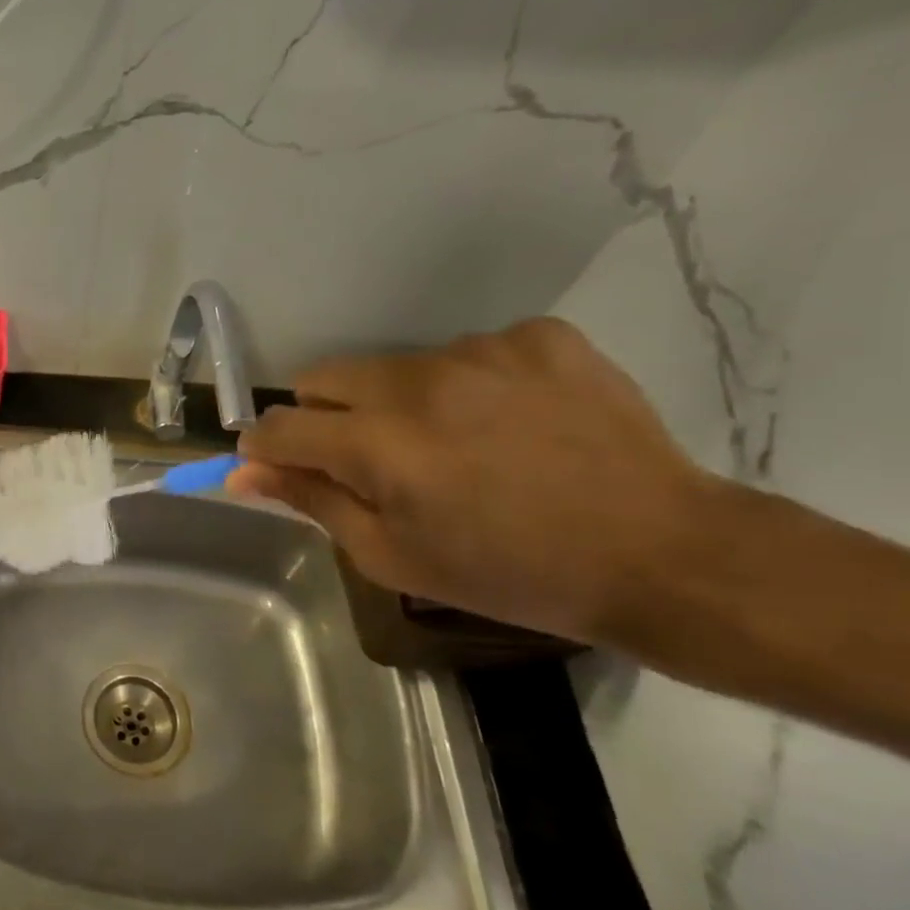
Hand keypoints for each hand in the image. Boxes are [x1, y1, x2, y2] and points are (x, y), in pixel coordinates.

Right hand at [231, 318, 713, 643]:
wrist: (666, 555)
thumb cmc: (512, 573)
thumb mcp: (393, 556)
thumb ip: (310, 501)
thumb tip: (242, 472)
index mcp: (377, 442)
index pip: (280, 424)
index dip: (267, 447)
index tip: (279, 466)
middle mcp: (418, 380)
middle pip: (324, 377)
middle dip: (327, 418)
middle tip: (373, 462)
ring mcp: (483, 350)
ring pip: (396, 366)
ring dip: (400, 402)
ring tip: (457, 446)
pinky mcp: (539, 337)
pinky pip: (470, 352)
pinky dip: (471, 385)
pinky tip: (512, 423)